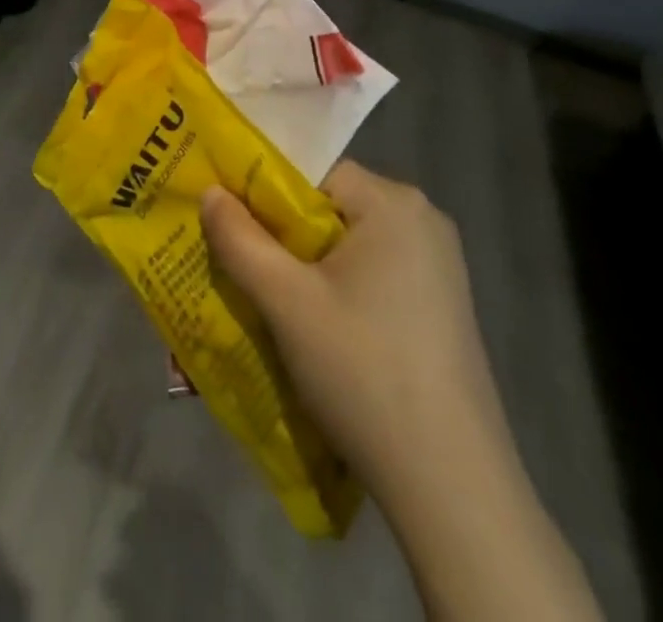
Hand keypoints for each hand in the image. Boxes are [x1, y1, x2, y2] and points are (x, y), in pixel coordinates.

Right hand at [201, 162, 601, 621]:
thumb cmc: (363, 372)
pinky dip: (333, 289)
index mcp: (393, 203)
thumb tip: (209, 192)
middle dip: (279, 234)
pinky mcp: (439, 307)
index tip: (227, 224)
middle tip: (237, 262)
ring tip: (265, 297)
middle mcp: (422, 222)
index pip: (309, 173)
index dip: (261, 194)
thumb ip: (239, 238)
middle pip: (326, 207)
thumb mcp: (285, 300)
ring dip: (302, 266)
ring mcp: (437, 267)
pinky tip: (311, 328)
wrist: (453, 489)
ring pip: (344, 245)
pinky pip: (369, 274)